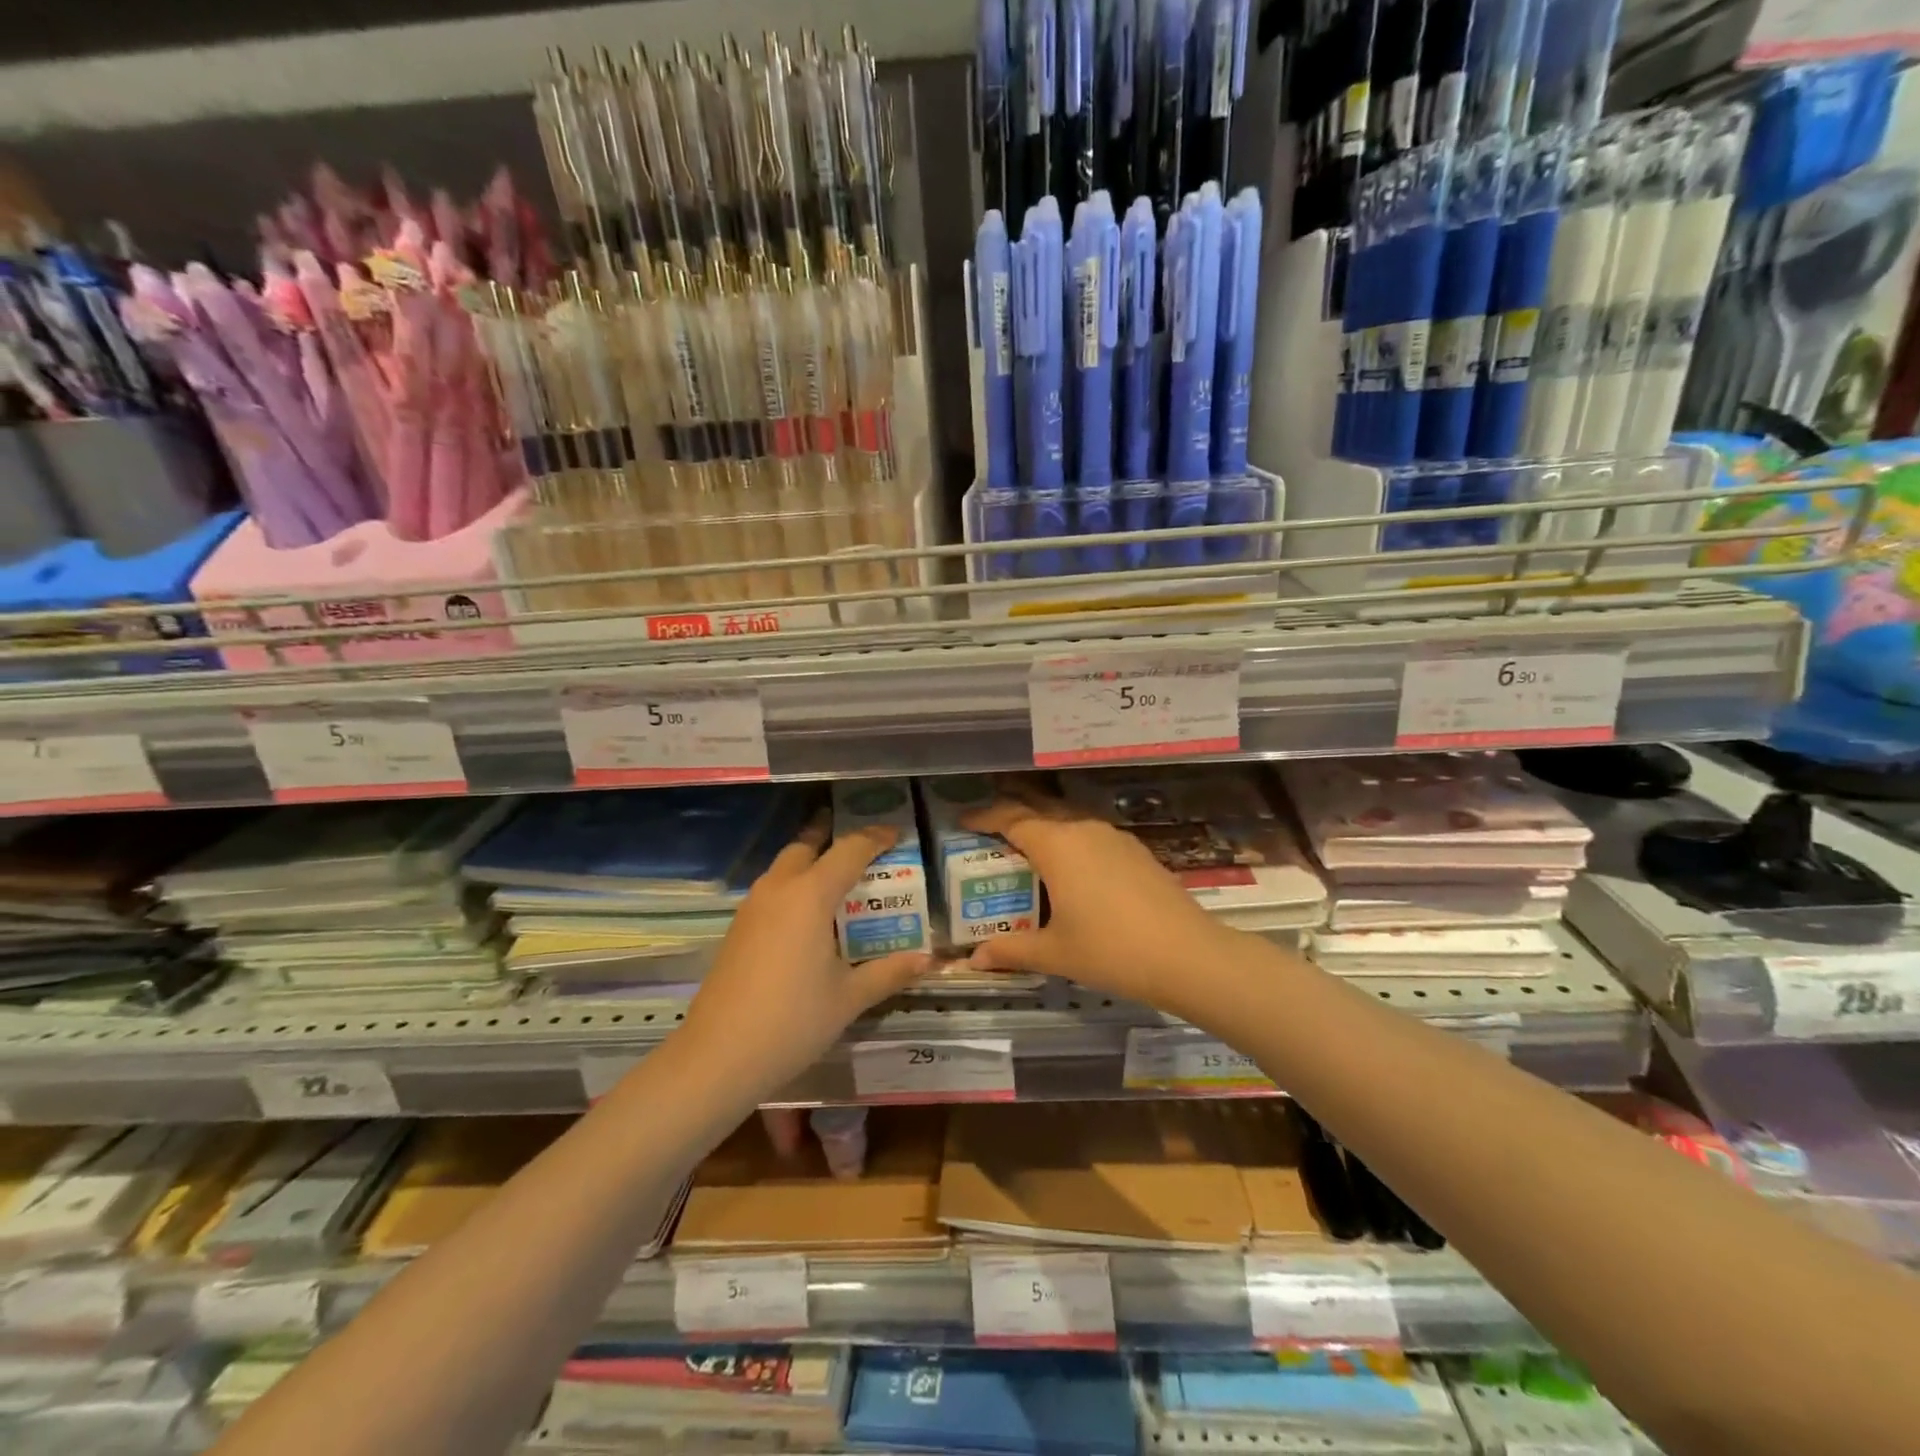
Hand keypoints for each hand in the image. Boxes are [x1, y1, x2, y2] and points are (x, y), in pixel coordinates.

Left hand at [681, 815, 931, 1092]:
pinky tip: (809, 918)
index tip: (897, 834)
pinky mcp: (738, 928)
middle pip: (807, 846)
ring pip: (785, 866)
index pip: (850, 850)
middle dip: (834, 839)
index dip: (876, 838)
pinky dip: (795, 886)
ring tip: (840, 880)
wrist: (717, 1056)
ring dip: (811, 862)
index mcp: (810, 895)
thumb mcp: (849, 998)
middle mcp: (779, 888)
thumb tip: (927, 959)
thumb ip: (889, 972)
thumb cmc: (792, 1021)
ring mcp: (753, 907)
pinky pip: (772, 890)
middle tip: (863, 849)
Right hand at [960, 794, 1239, 1008]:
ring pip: (1067, 820)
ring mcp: (1113, 837)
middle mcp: (1082, 829)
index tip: (963, 820)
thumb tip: (974, 960)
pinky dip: (1070, 842)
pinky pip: (1090, 835)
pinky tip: (1071, 869)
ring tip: (1026, 850)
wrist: (1188, 955)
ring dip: (1043, 828)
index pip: (1010, 818)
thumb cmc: (1111, 950)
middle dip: (1011, 814)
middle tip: (987, 829)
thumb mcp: (1054, 953)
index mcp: (1057, 844)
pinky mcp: (1135, 850)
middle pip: (1039, 809)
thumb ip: (1011, 950)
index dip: (983, 817)